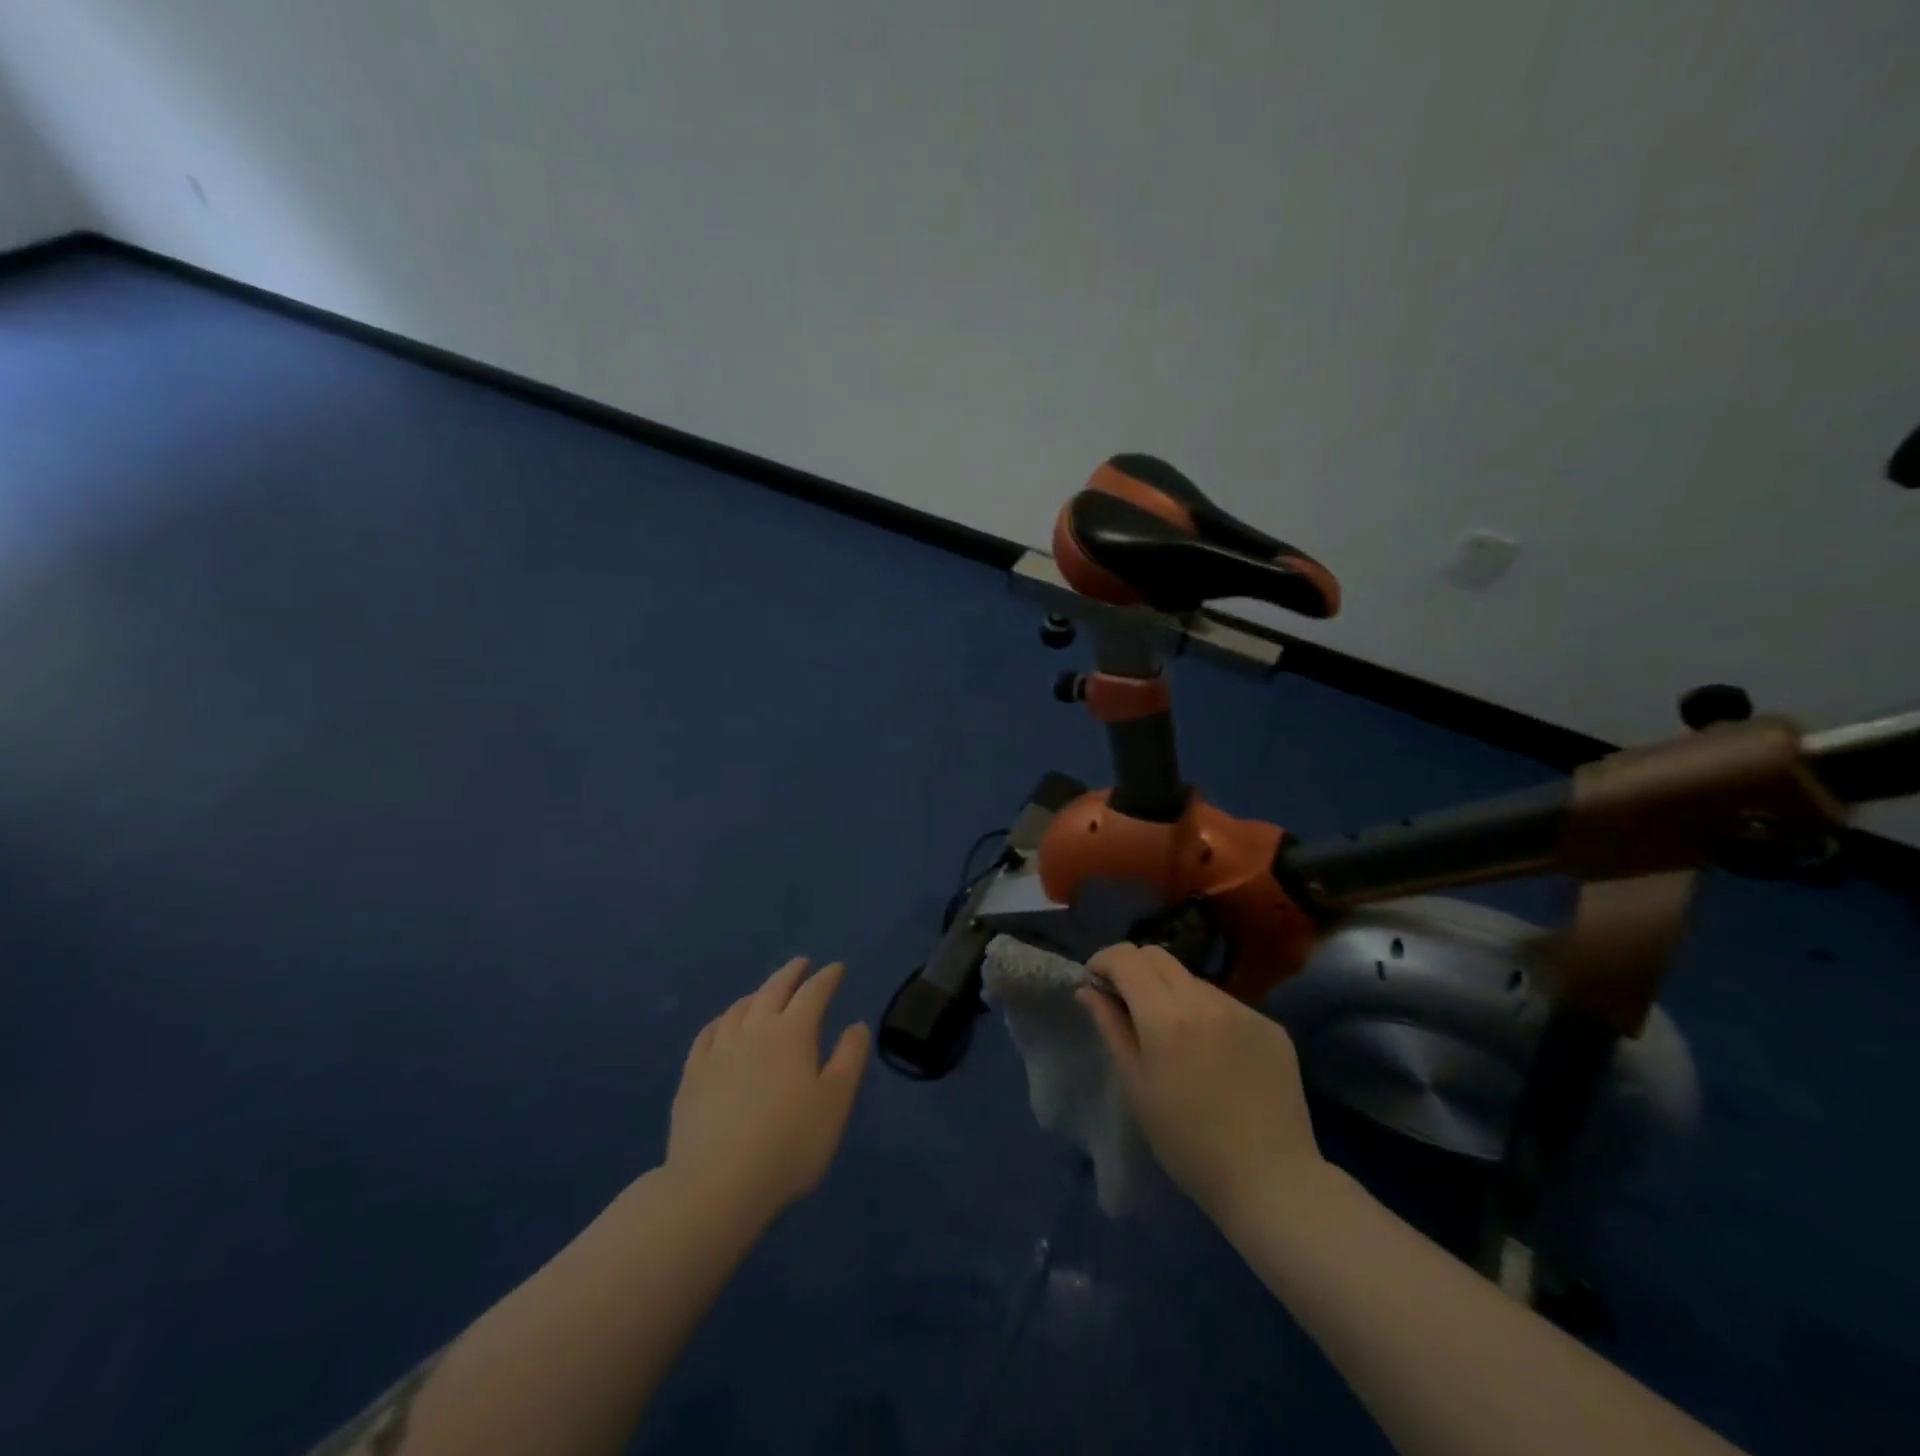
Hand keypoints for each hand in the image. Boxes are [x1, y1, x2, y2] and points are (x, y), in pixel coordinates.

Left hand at [666, 958, 870, 1221]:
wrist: (715, 1184)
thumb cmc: (788, 1144)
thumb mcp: (835, 1103)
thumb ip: (849, 1059)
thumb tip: (856, 1025)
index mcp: (792, 1033)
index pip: (813, 993)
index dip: (827, 978)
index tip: (836, 968)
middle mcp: (754, 1029)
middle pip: (774, 990)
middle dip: (791, 974)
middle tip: (801, 964)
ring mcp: (718, 1050)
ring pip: (739, 1008)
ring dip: (757, 994)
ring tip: (765, 992)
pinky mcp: (692, 1074)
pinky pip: (708, 1033)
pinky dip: (723, 1019)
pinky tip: (723, 1025)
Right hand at [1079, 944, 1325, 1225]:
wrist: (1271, 1180)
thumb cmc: (1187, 1142)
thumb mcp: (1137, 1086)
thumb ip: (1111, 1027)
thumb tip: (1089, 990)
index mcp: (1167, 1016)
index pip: (1127, 958)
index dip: (1104, 961)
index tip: (1095, 981)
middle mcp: (1206, 999)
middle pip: (1159, 956)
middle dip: (1134, 969)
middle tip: (1127, 1003)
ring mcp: (1244, 1010)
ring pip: (1193, 980)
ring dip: (1173, 994)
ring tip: (1175, 1037)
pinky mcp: (1271, 1026)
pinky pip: (1227, 1005)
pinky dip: (1208, 1016)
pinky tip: (1214, 1056)